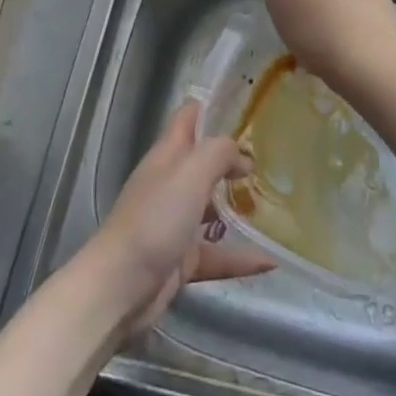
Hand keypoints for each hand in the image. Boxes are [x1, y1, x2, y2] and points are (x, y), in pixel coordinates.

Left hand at [76, 101, 272, 336]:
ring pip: (211, 208)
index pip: (188, 118)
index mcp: (167, 156)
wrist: (121, 287)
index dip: (213, 108)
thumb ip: (219, 153)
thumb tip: (242, 156)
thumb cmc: (155, 219)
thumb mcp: (191, 173)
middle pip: (202, 162)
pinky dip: (241, 257)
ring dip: (238, 206)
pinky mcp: (181, 259)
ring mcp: (174, 223)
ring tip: (274, 204)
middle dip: (233, 160)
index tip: (248, 108)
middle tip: (271, 159)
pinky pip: (217, 253)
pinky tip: (269, 261)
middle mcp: (170, 184)